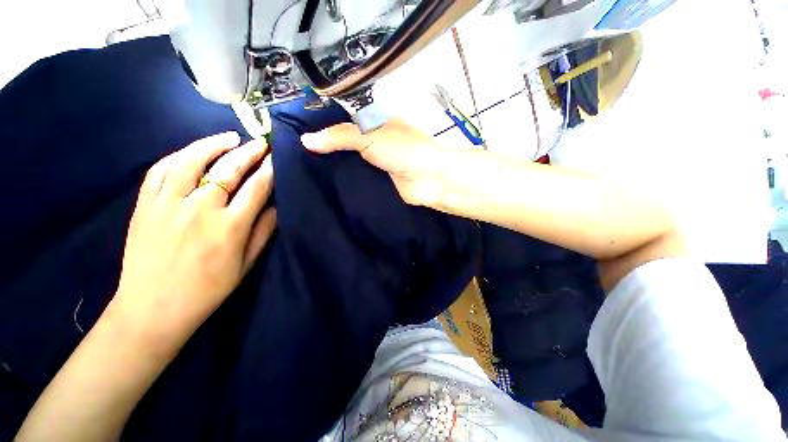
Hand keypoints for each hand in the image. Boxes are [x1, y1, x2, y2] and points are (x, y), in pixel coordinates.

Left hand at [112, 132, 276, 356]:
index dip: (271, 169)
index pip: (258, 187)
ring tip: (230, 138)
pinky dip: (179, 155)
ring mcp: (167, 204)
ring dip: (214, 145)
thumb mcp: (246, 264)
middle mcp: (200, 209)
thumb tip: (277, 205)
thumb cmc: (208, 289)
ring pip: (192, 160)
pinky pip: (160, 170)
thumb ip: (264, 231)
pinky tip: (193, 151)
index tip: (279, 157)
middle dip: (249, 152)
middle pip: (228, 169)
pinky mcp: (145, 205)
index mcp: (230, 226)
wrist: (153, 309)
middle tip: (261, 142)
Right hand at [301, 118, 445, 205]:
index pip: (344, 120)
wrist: (429, 180)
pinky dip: (346, 181)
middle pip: (346, 143)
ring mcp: (377, 163)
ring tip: (305, 172)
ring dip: (334, 167)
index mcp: (375, 123)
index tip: (297, 132)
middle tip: (297, 156)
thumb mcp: (370, 136)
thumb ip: (340, 136)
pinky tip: (326, 186)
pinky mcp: (380, 181)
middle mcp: (376, 142)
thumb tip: (305, 140)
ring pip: (351, 162)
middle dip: (326, 149)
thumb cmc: (403, 151)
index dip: (323, 125)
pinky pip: (359, 179)